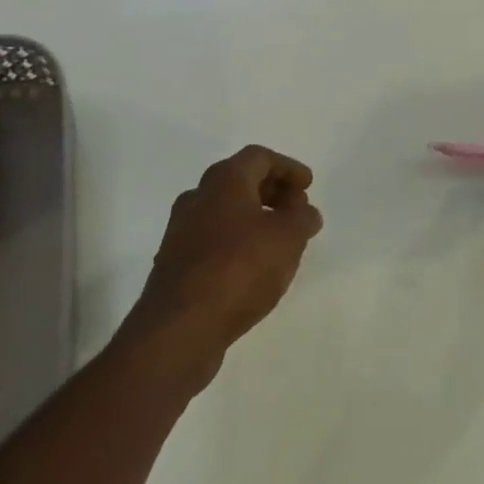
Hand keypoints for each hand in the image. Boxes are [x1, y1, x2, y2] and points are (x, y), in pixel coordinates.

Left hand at [123, 145, 324, 382]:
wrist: (180, 327)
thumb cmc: (239, 269)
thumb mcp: (287, 238)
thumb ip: (302, 218)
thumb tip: (305, 211)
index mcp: (223, 181)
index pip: (259, 157)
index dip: (287, 167)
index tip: (308, 186)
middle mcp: (197, 197)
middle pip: (238, 180)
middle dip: (271, 190)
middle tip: (296, 209)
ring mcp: (181, 231)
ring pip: (224, 211)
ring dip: (254, 217)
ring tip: (280, 239)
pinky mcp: (176, 262)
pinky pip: (213, 238)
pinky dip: (237, 240)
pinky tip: (254, 265)